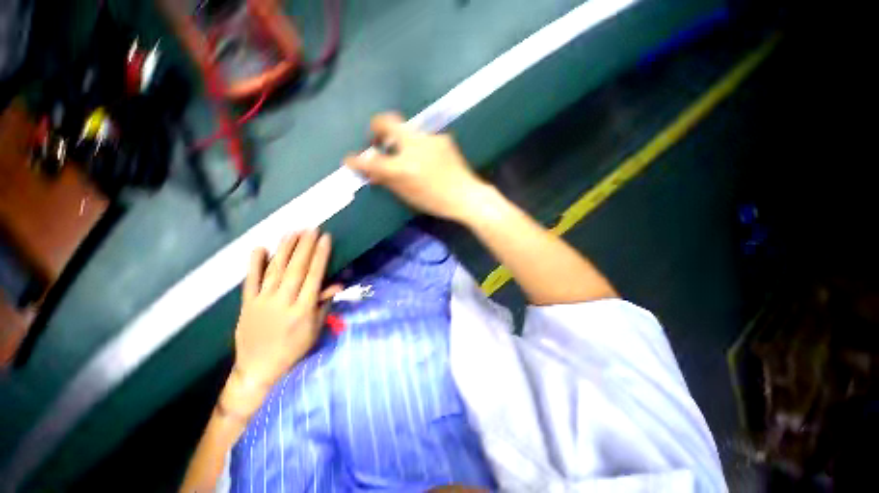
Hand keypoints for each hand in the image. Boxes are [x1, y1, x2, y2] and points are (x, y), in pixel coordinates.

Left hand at [233, 230, 339, 389]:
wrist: (258, 369)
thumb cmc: (294, 349)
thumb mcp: (315, 329)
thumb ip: (324, 304)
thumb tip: (336, 283)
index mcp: (303, 309)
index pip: (314, 276)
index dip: (320, 256)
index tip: (325, 239)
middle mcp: (284, 302)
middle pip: (296, 269)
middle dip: (305, 246)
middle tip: (311, 229)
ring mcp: (263, 302)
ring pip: (275, 270)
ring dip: (285, 249)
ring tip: (293, 232)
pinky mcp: (247, 304)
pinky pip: (250, 281)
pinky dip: (254, 264)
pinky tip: (259, 248)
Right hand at [344, 113, 489, 221]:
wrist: (466, 196)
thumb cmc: (436, 202)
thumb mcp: (408, 195)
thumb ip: (387, 181)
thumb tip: (372, 172)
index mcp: (403, 168)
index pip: (371, 161)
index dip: (356, 161)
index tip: (350, 159)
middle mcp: (414, 147)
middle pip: (386, 121)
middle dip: (376, 128)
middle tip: (377, 141)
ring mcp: (430, 138)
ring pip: (407, 130)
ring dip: (401, 141)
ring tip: (408, 156)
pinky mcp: (442, 137)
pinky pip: (424, 138)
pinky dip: (420, 147)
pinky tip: (428, 159)